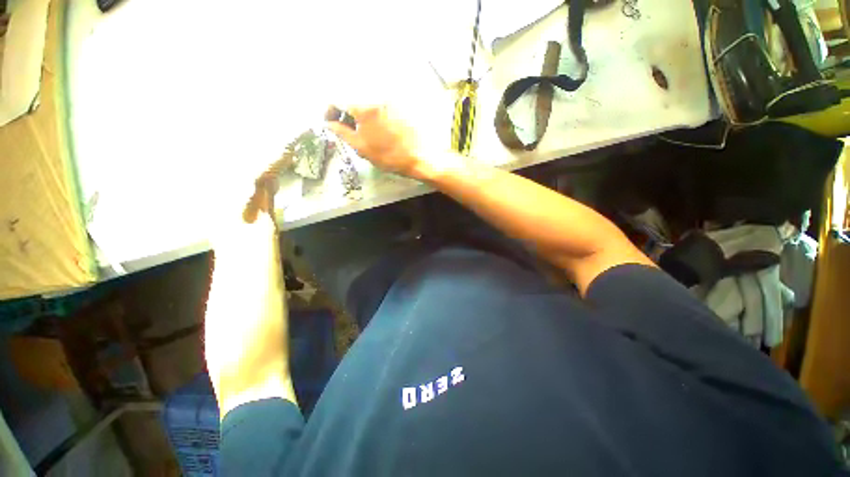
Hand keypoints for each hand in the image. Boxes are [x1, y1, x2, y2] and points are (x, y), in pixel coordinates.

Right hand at [326, 106, 427, 179]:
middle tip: (346, 129)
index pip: (338, 99)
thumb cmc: (389, 156)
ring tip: (363, 132)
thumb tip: (330, 123)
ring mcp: (390, 101)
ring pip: (367, 103)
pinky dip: (373, 115)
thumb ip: (342, 133)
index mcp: (364, 107)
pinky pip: (380, 107)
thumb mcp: (361, 147)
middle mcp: (377, 97)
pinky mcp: (400, 107)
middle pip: (353, 99)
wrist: (418, 158)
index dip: (329, 111)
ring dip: (359, 114)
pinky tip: (377, 129)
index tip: (330, 122)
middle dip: (345, 113)